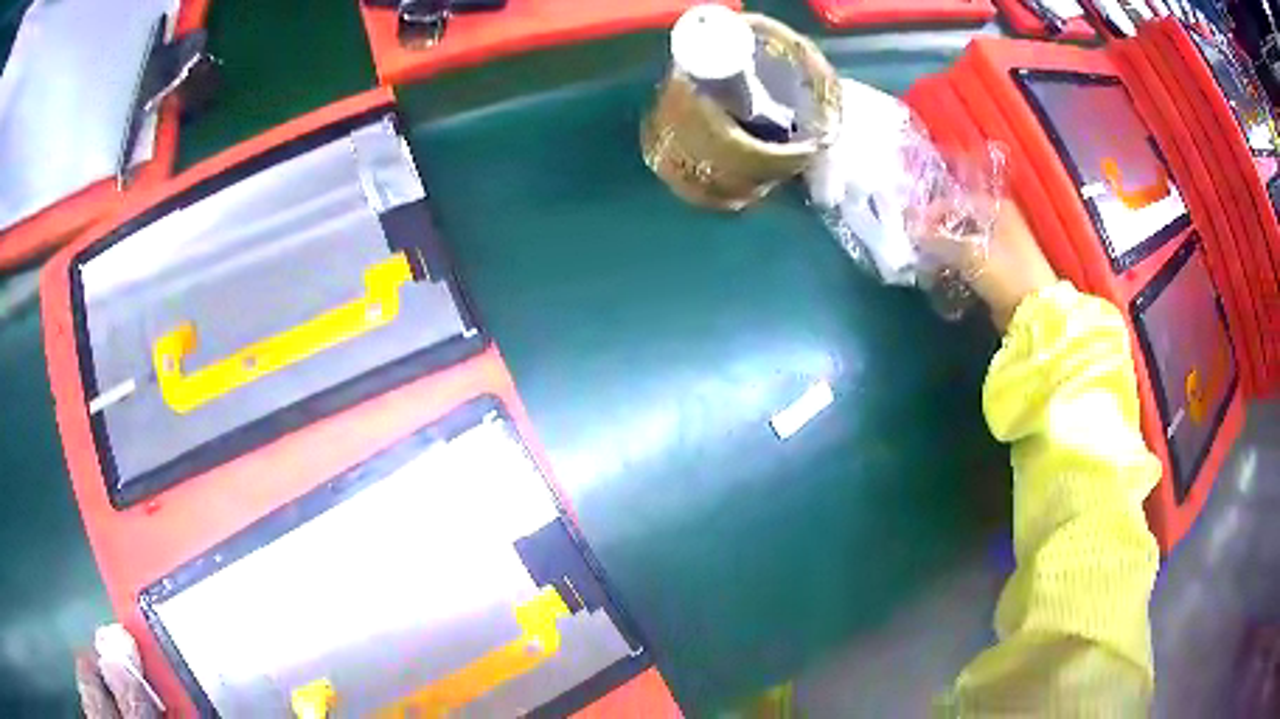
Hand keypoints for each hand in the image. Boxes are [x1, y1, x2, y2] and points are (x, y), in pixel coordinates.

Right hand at [915, 197, 1056, 328]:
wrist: (1036, 313)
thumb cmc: (1006, 274)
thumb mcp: (969, 253)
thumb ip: (937, 240)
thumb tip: (911, 231)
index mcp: (995, 207)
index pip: (954, 202)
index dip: (931, 214)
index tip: (910, 230)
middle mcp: (999, 221)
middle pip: (958, 223)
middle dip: (936, 235)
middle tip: (917, 250)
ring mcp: (1001, 247)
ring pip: (963, 244)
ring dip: (945, 254)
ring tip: (928, 267)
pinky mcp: (1000, 271)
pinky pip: (971, 264)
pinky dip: (957, 269)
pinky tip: (944, 279)